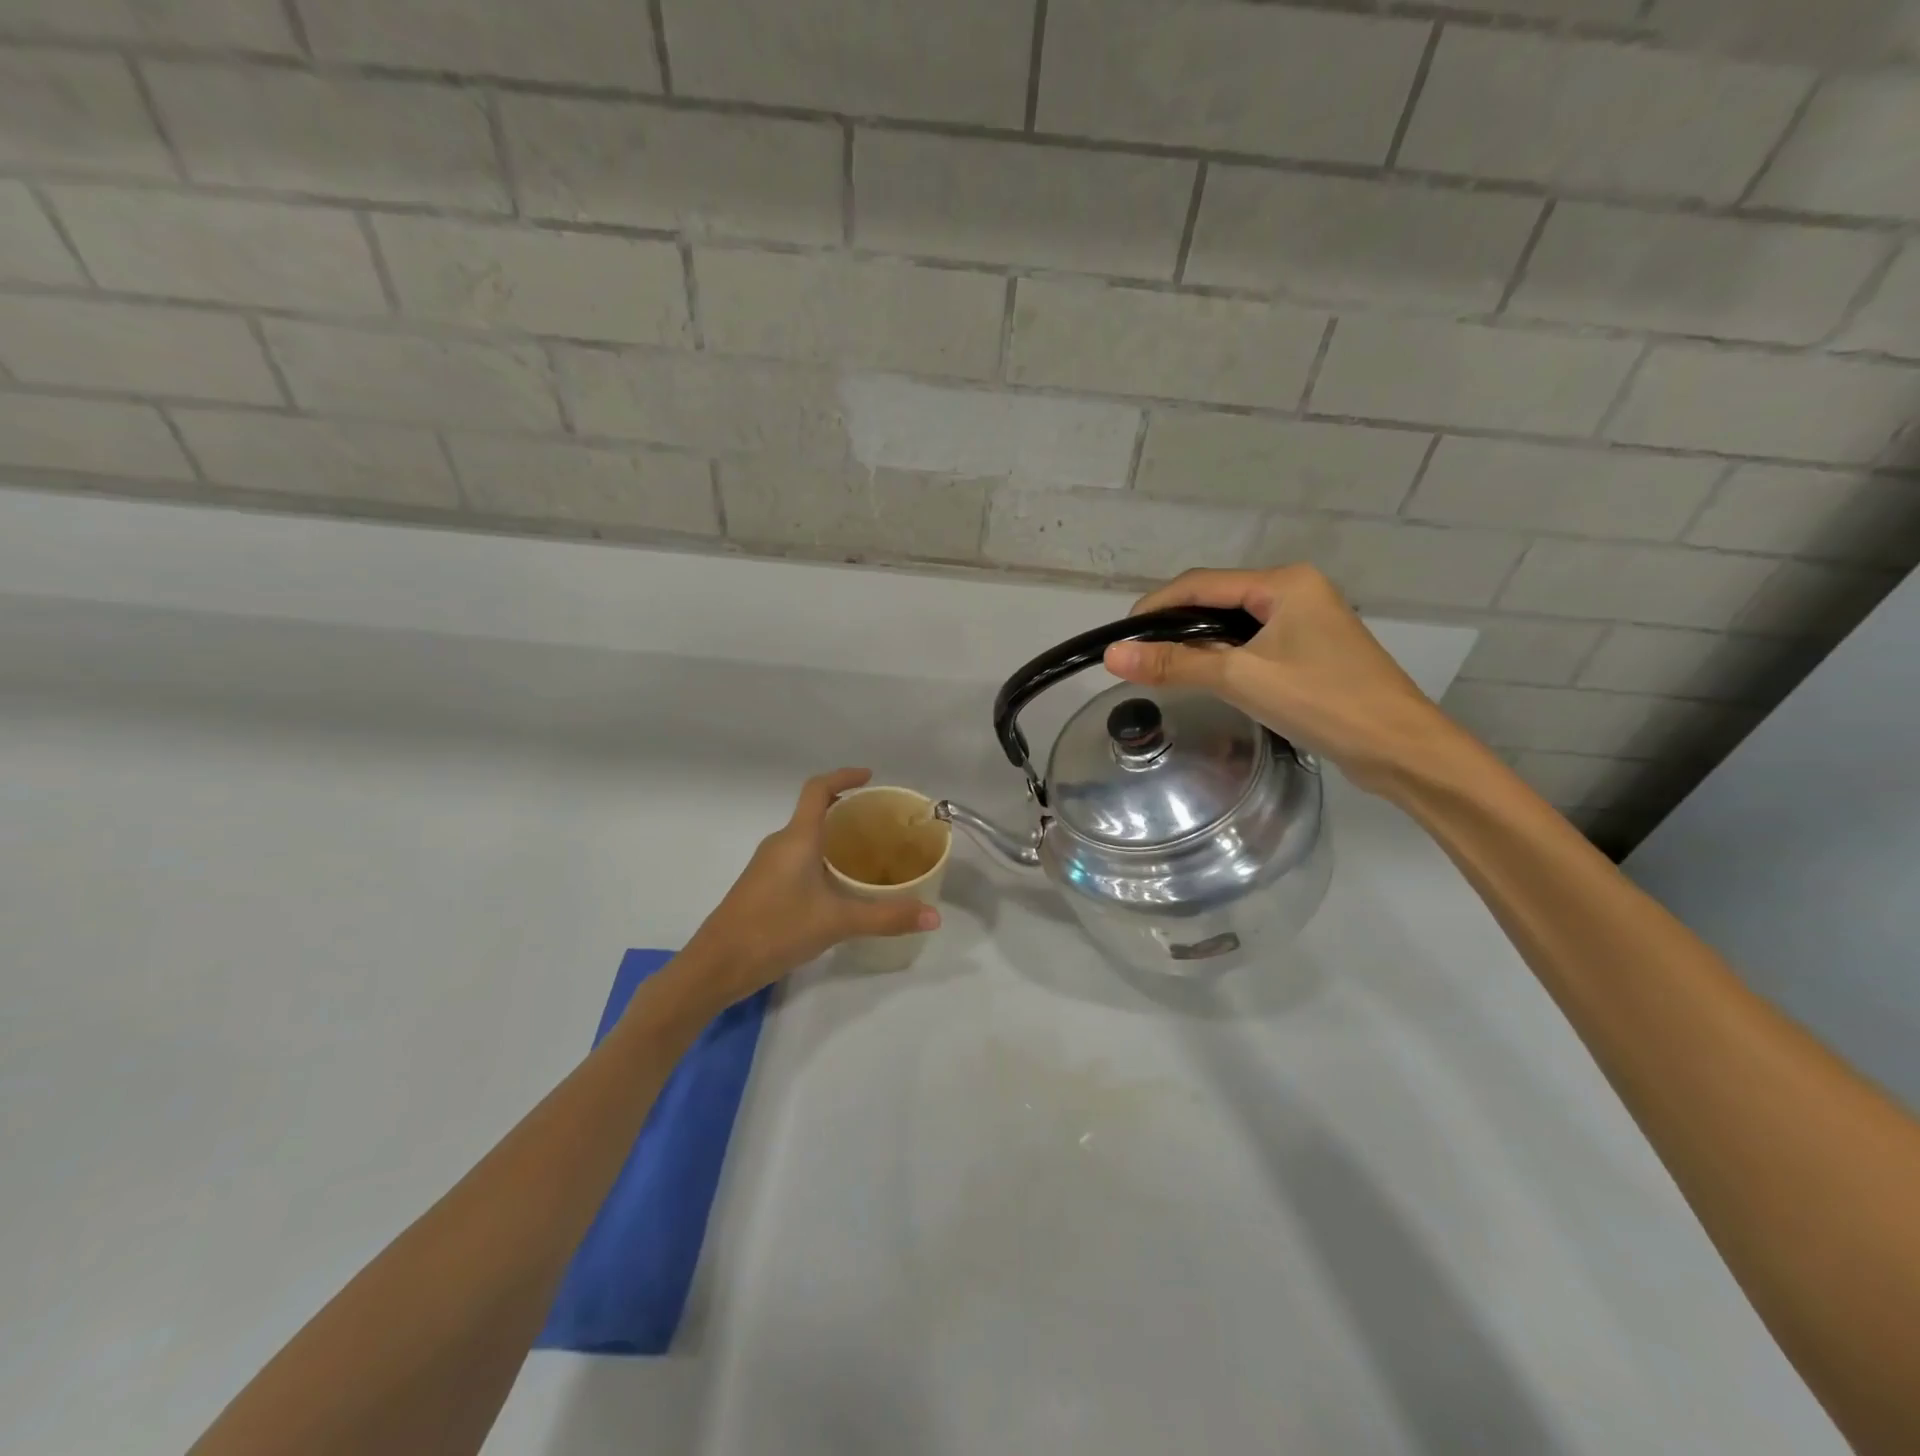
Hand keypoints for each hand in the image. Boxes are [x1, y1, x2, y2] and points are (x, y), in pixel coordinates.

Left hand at [684, 768, 940, 1005]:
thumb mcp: (836, 922)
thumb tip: (934, 916)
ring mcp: (768, 865)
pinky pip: (798, 858)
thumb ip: (886, 917)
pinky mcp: (763, 886)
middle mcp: (780, 843)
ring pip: (806, 838)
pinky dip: (822, 859)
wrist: (716, 966)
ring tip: (869, 854)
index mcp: (797, 838)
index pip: (818, 789)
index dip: (844, 776)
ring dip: (835, 837)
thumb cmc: (774, 930)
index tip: (870, 777)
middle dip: (847, 810)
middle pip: (814, 812)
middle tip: (882, 824)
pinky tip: (839, 887)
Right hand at [1103, 565, 1458, 796]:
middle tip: (1138, 657)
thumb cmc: (1323, 702)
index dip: (1155, 607)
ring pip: (1234, 624)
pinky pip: (1253, 643)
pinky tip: (1205, 678)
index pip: (1201, 584)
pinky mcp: (1311, 650)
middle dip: (1174, 625)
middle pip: (1216, 600)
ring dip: (1197, 643)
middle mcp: (1296, 591)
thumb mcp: (1242, 679)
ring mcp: (1307, 621)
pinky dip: (1223, 657)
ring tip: (1162, 669)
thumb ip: (1176, 665)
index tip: (1120, 637)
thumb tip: (1113, 656)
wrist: (1401, 749)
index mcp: (1284, 583)